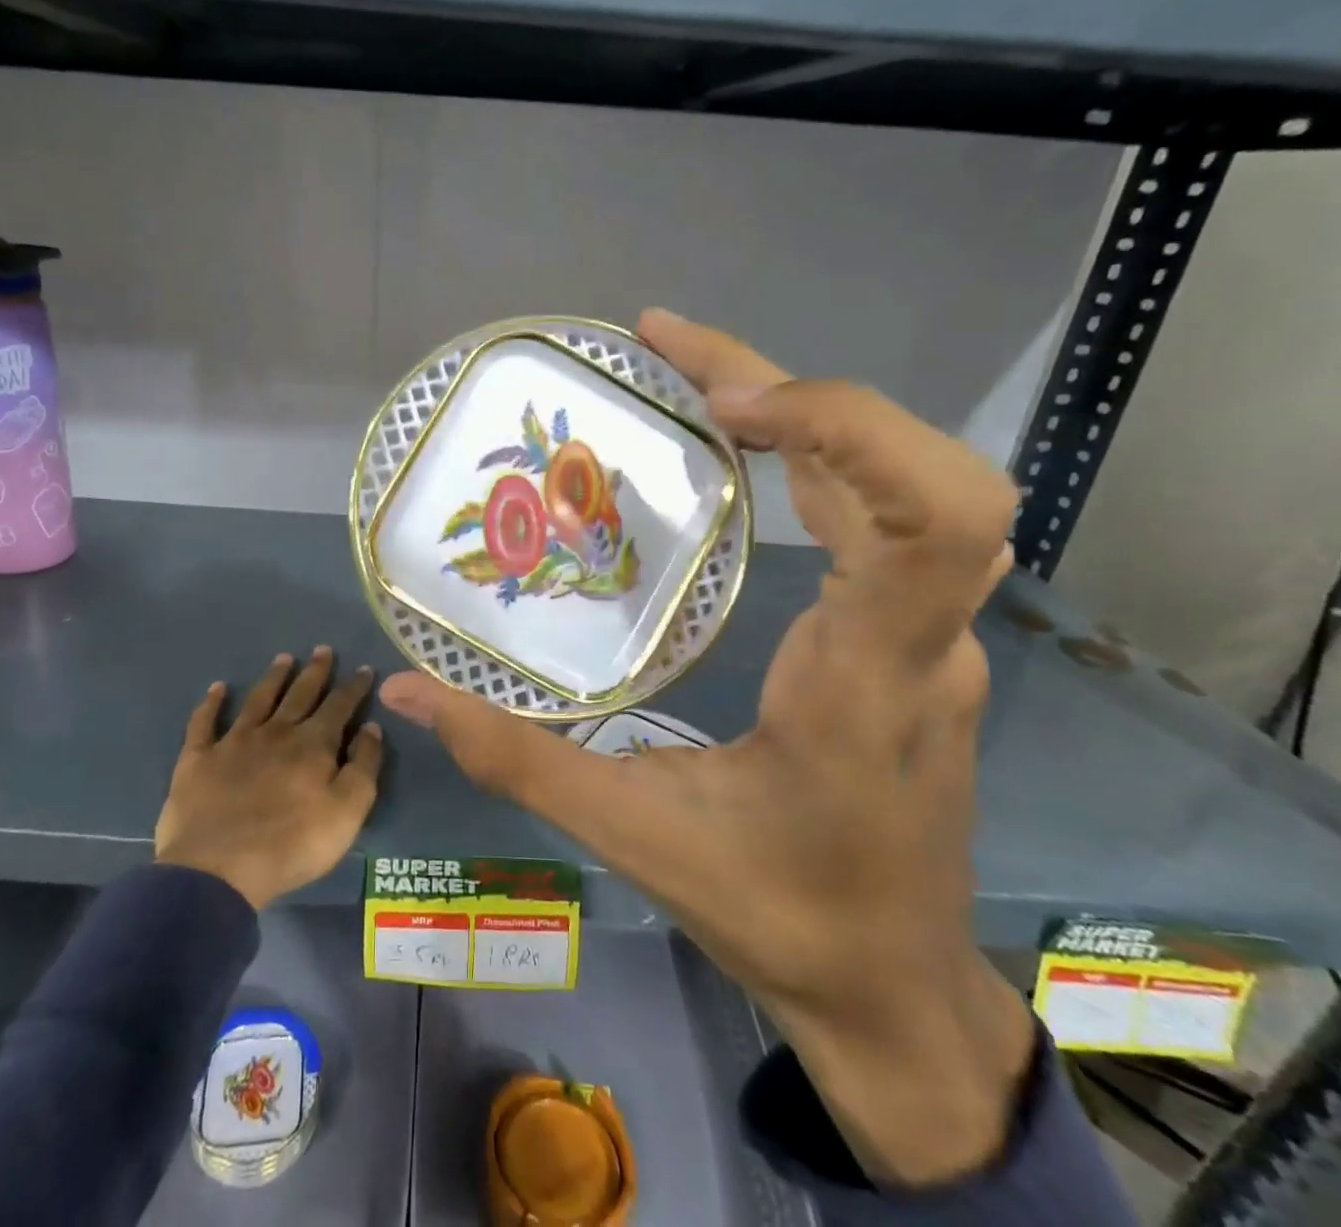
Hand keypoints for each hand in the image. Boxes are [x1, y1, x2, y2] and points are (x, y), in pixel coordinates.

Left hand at [156, 647, 383, 910]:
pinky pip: (204, 722)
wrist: (218, 869)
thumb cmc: (292, 844)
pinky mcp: (198, 758)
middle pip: (299, 694)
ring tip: (283, 658)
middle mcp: (275, 732)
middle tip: (323, 649)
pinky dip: (211, 703)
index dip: (354, 687)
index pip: (339, 706)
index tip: (364, 669)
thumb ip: (363, 766)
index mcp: (313, 744)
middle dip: (315, 672)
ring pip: (258, 700)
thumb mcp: (347, 811)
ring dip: (273, 677)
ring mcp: (234, 742)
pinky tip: (217, 688)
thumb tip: (371, 728)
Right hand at [380, 309, 1033, 1186]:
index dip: (843, 425)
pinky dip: (817, 456)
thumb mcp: (635, 839)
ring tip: (691, 377)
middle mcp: (921, 641)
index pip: (932, 518)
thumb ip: (517, 761)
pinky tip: (742, 449)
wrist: (891, 990)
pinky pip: (884, 517)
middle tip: (670, 349)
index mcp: (868, 681)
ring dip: (807, 411)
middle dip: (800, 387)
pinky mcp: (911, 640)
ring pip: (905, 484)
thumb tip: (409, 689)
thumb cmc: (779, 916)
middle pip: (922, 471)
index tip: (723, 402)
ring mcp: (929, 637)